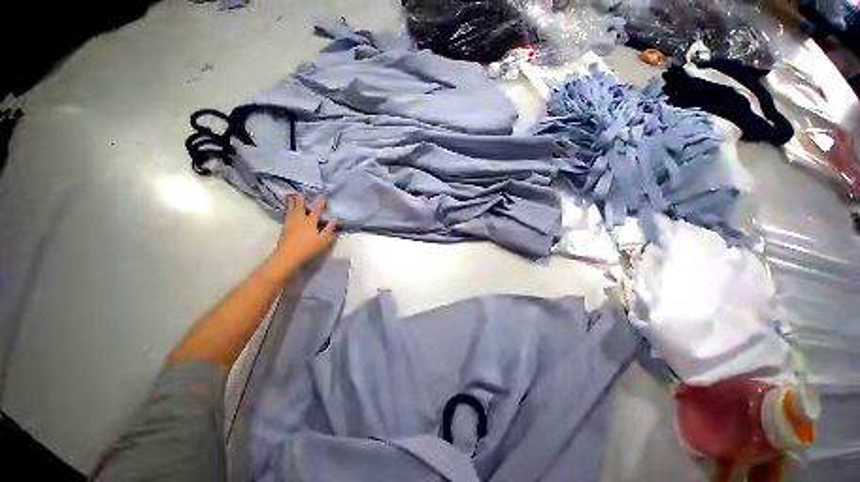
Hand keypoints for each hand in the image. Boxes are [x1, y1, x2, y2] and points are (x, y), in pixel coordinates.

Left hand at [268, 193, 336, 275]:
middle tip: (304, 190)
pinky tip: (288, 207)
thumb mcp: (322, 240)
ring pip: (292, 208)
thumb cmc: (307, 248)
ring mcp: (291, 221)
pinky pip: (287, 212)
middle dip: (303, 197)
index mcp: (310, 222)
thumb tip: (335, 219)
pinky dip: (288, 207)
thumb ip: (329, 229)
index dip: (319, 201)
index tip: (322, 195)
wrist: (287, 255)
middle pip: (301, 205)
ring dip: (293, 200)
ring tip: (293, 194)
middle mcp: (300, 219)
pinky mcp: (285, 225)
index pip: (316, 209)